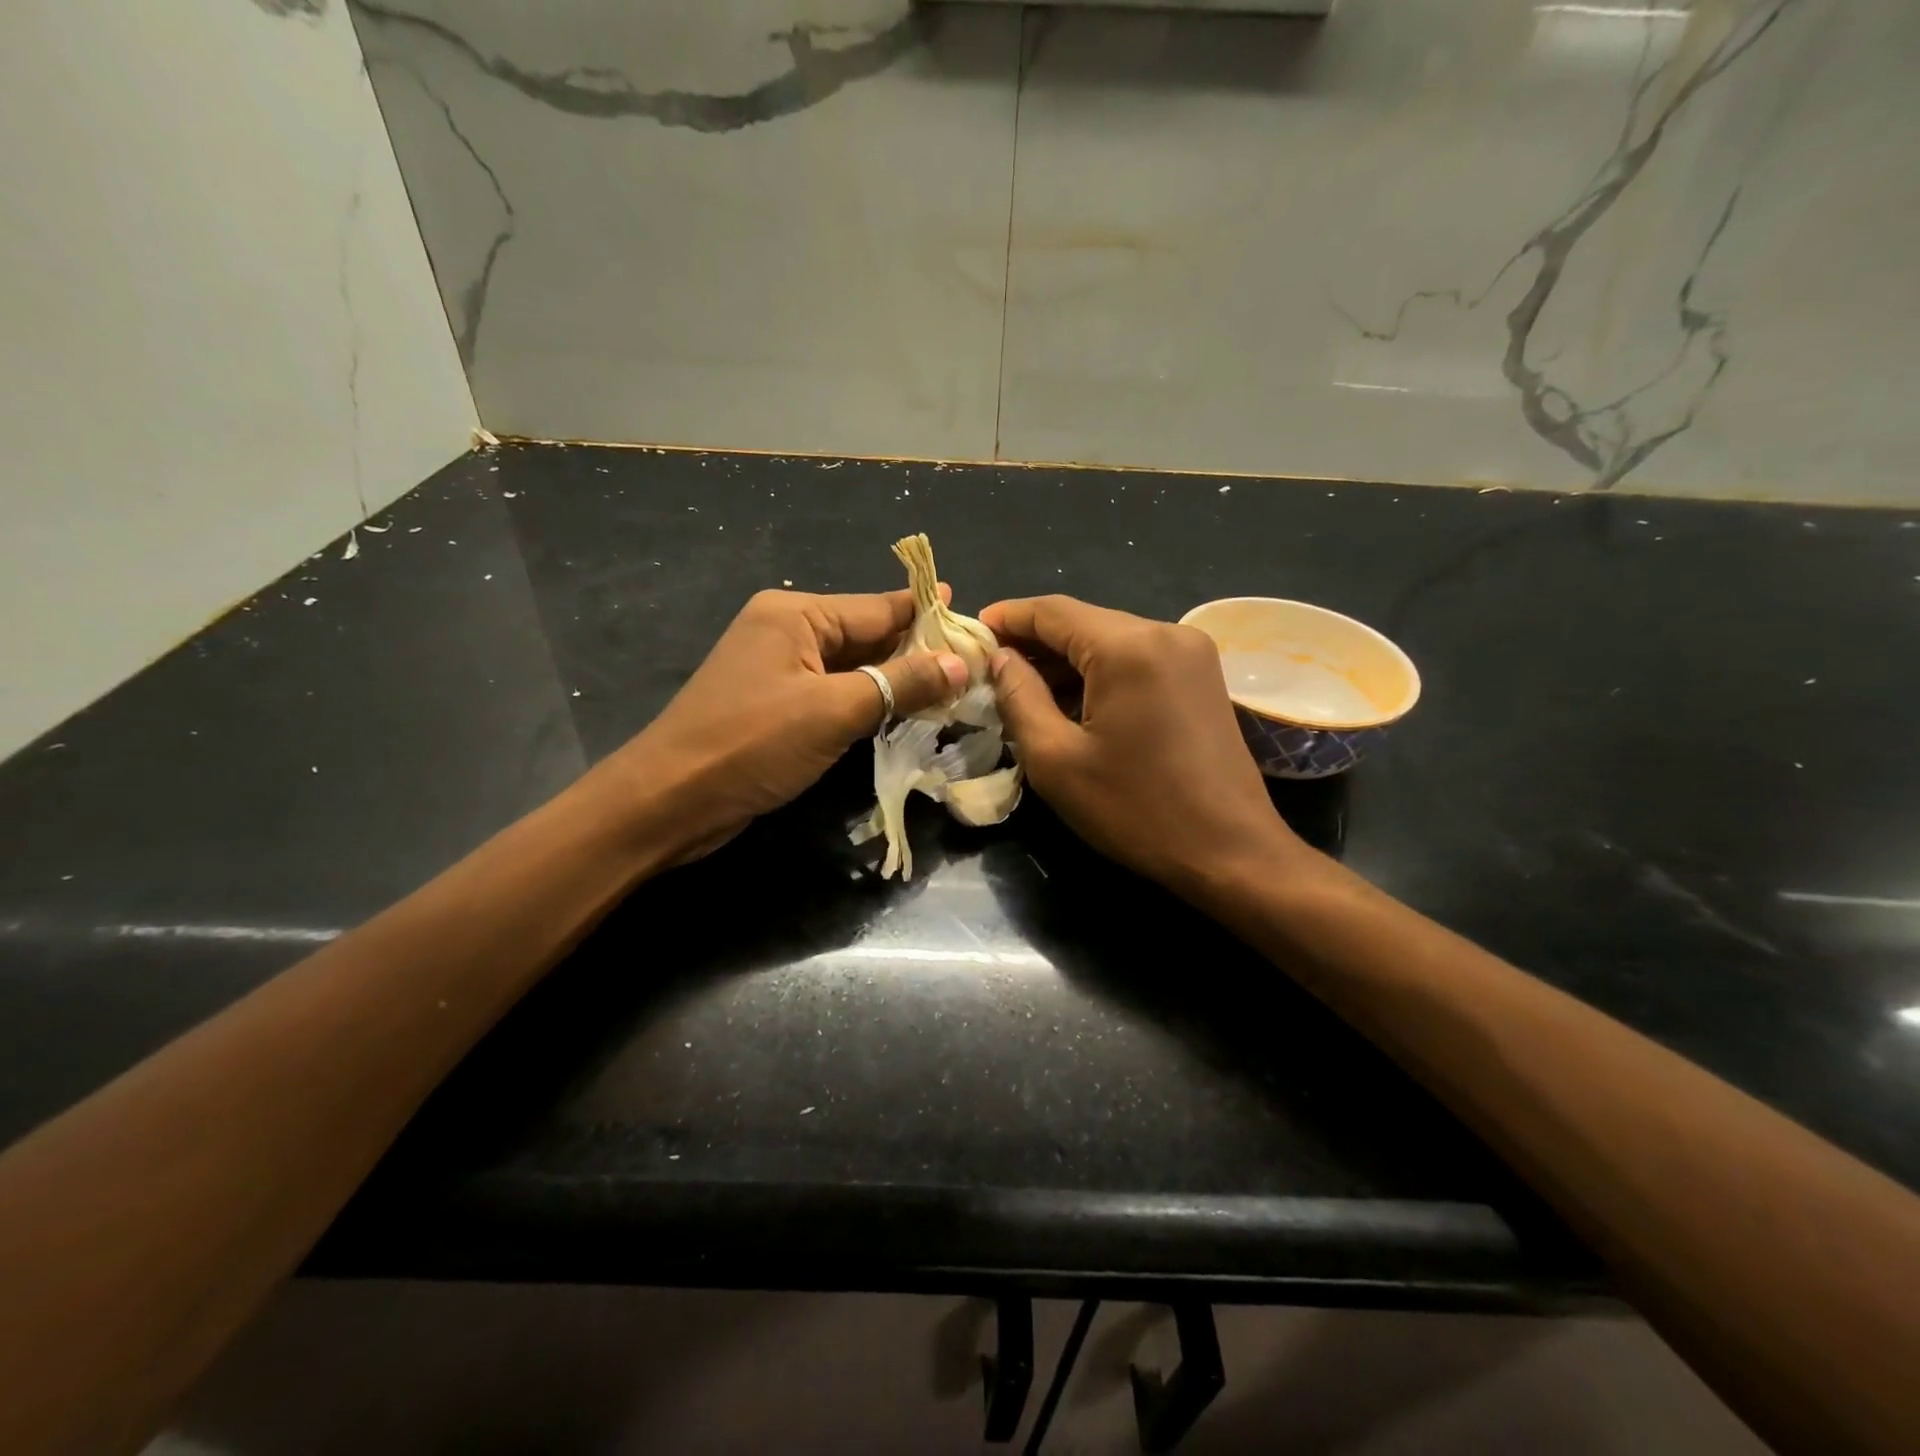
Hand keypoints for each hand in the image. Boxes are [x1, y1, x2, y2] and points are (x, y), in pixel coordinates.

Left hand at [602, 588, 968, 863]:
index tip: (976, 623)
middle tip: (975, 666)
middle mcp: (787, 632)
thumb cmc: (751, 744)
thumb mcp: (833, 711)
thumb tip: (961, 664)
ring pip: (853, 668)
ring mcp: (780, 671)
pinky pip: (835, 694)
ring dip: (896, 680)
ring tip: (954, 689)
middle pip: (867, 635)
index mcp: (796, 615)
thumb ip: (900, 684)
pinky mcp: (777, 707)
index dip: (928, 615)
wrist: (670, 801)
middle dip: (917, 651)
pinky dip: (869, 703)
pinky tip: (905, 714)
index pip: (878, 608)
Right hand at [980, 595, 1305, 893]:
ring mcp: (1190, 653)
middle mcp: (1165, 633)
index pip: (1052, 611)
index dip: (1007, 617)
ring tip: (1023, 692)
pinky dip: (1099, 675)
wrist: (1230, 851)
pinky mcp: (1201, 677)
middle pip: (1083, 623)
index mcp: (1129, 646)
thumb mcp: (1056, 759)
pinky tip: (1072, 704)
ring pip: (1110, 641)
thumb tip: (1000, 658)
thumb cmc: (1135, 809)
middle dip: (1034, 644)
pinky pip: (1136, 661)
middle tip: (991, 671)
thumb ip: (1019, 697)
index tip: (971, 632)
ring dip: (1065, 662)